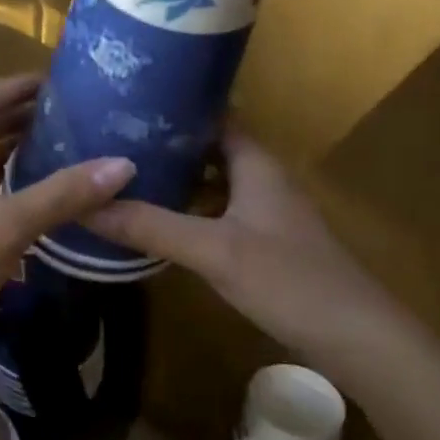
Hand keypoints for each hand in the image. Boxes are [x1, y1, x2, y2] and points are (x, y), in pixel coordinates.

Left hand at [0, 75, 134, 364]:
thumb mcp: (7, 227)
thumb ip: (63, 194)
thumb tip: (123, 163)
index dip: (22, 85)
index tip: (64, 86)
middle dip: (23, 118)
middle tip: (73, 121)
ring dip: (13, 153)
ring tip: (60, 154)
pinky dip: (1, 185)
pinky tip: (29, 202)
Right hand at [84, 129, 400, 368]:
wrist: (355, 338)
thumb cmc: (287, 280)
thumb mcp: (213, 250)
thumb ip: (150, 226)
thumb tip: (84, 205)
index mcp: (256, 163)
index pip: (213, 115)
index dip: (173, 106)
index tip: (125, 102)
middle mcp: (262, 178)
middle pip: (209, 148)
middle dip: (165, 144)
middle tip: (110, 140)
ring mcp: (265, 212)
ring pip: (213, 182)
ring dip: (175, 179)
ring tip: (123, 176)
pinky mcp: (264, 242)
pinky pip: (218, 211)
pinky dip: (188, 210)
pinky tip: (158, 222)